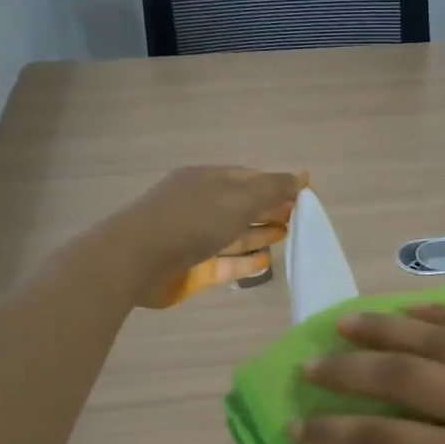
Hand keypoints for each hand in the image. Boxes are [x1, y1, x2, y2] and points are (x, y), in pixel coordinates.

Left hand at [116, 166, 307, 308]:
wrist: (140, 259)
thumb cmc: (193, 218)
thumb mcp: (239, 197)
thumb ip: (273, 188)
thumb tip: (304, 175)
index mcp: (208, 180)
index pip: (249, 178)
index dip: (276, 185)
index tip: (303, 197)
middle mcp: (201, 205)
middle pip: (242, 206)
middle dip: (270, 210)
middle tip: (300, 220)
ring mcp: (195, 238)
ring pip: (234, 235)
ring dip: (260, 234)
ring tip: (288, 237)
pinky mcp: (193, 268)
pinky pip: (225, 262)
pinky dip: (246, 261)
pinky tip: (266, 262)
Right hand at [293, 306, 444, 443]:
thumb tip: (410, 442)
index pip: (388, 441)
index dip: (334, 434)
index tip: (298, 426)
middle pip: (407, 377)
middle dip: (349, 371)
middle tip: (311, 366)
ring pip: (443, 338)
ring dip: (388, 328)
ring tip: (348, 323)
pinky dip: (444, 315)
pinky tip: (412, 313)